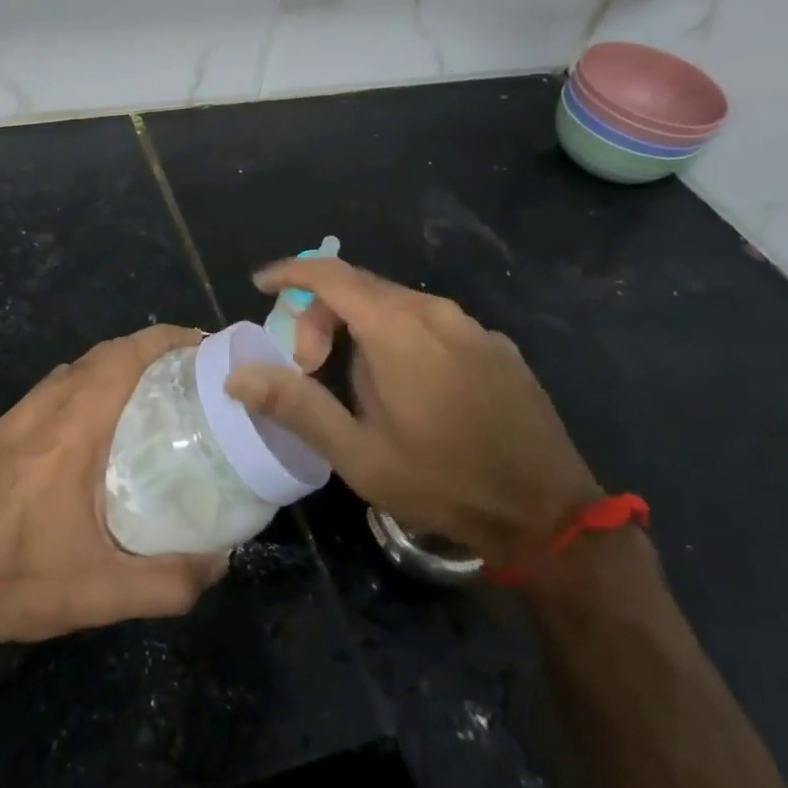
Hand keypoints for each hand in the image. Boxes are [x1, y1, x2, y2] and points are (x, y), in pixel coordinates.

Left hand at [0, 325, 226, 654]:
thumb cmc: (11, 582)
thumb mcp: (99, 594)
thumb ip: (169, 583)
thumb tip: (221, 564)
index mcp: (70, 429)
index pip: (123, 358)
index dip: (165, 340)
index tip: (202, 344)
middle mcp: (40, 410)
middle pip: (100, 356)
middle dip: (147, 351)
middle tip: (187, 374)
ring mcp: (10, 419)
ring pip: (70, 371)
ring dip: (112, 368)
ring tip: (148, 397)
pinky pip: (48, 392)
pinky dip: (82, 388)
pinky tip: (91, 432)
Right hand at [227, 259, 601, 564]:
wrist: (549, 515)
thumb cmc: (443, 482)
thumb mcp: (358, 454)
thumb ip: (295, 405)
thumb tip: (238, 375)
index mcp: (397, 329)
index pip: (331, 275)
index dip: (290, 272)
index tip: (262, 285)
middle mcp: (436, 312)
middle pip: (361, 288)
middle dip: (322, 315)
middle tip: (308, 367)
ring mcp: (472, 327)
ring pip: (398, 305)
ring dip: (362, 328)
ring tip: (357, 384)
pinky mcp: (497, 346)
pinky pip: (434, 324)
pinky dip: (401, 337)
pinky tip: (411, 390)